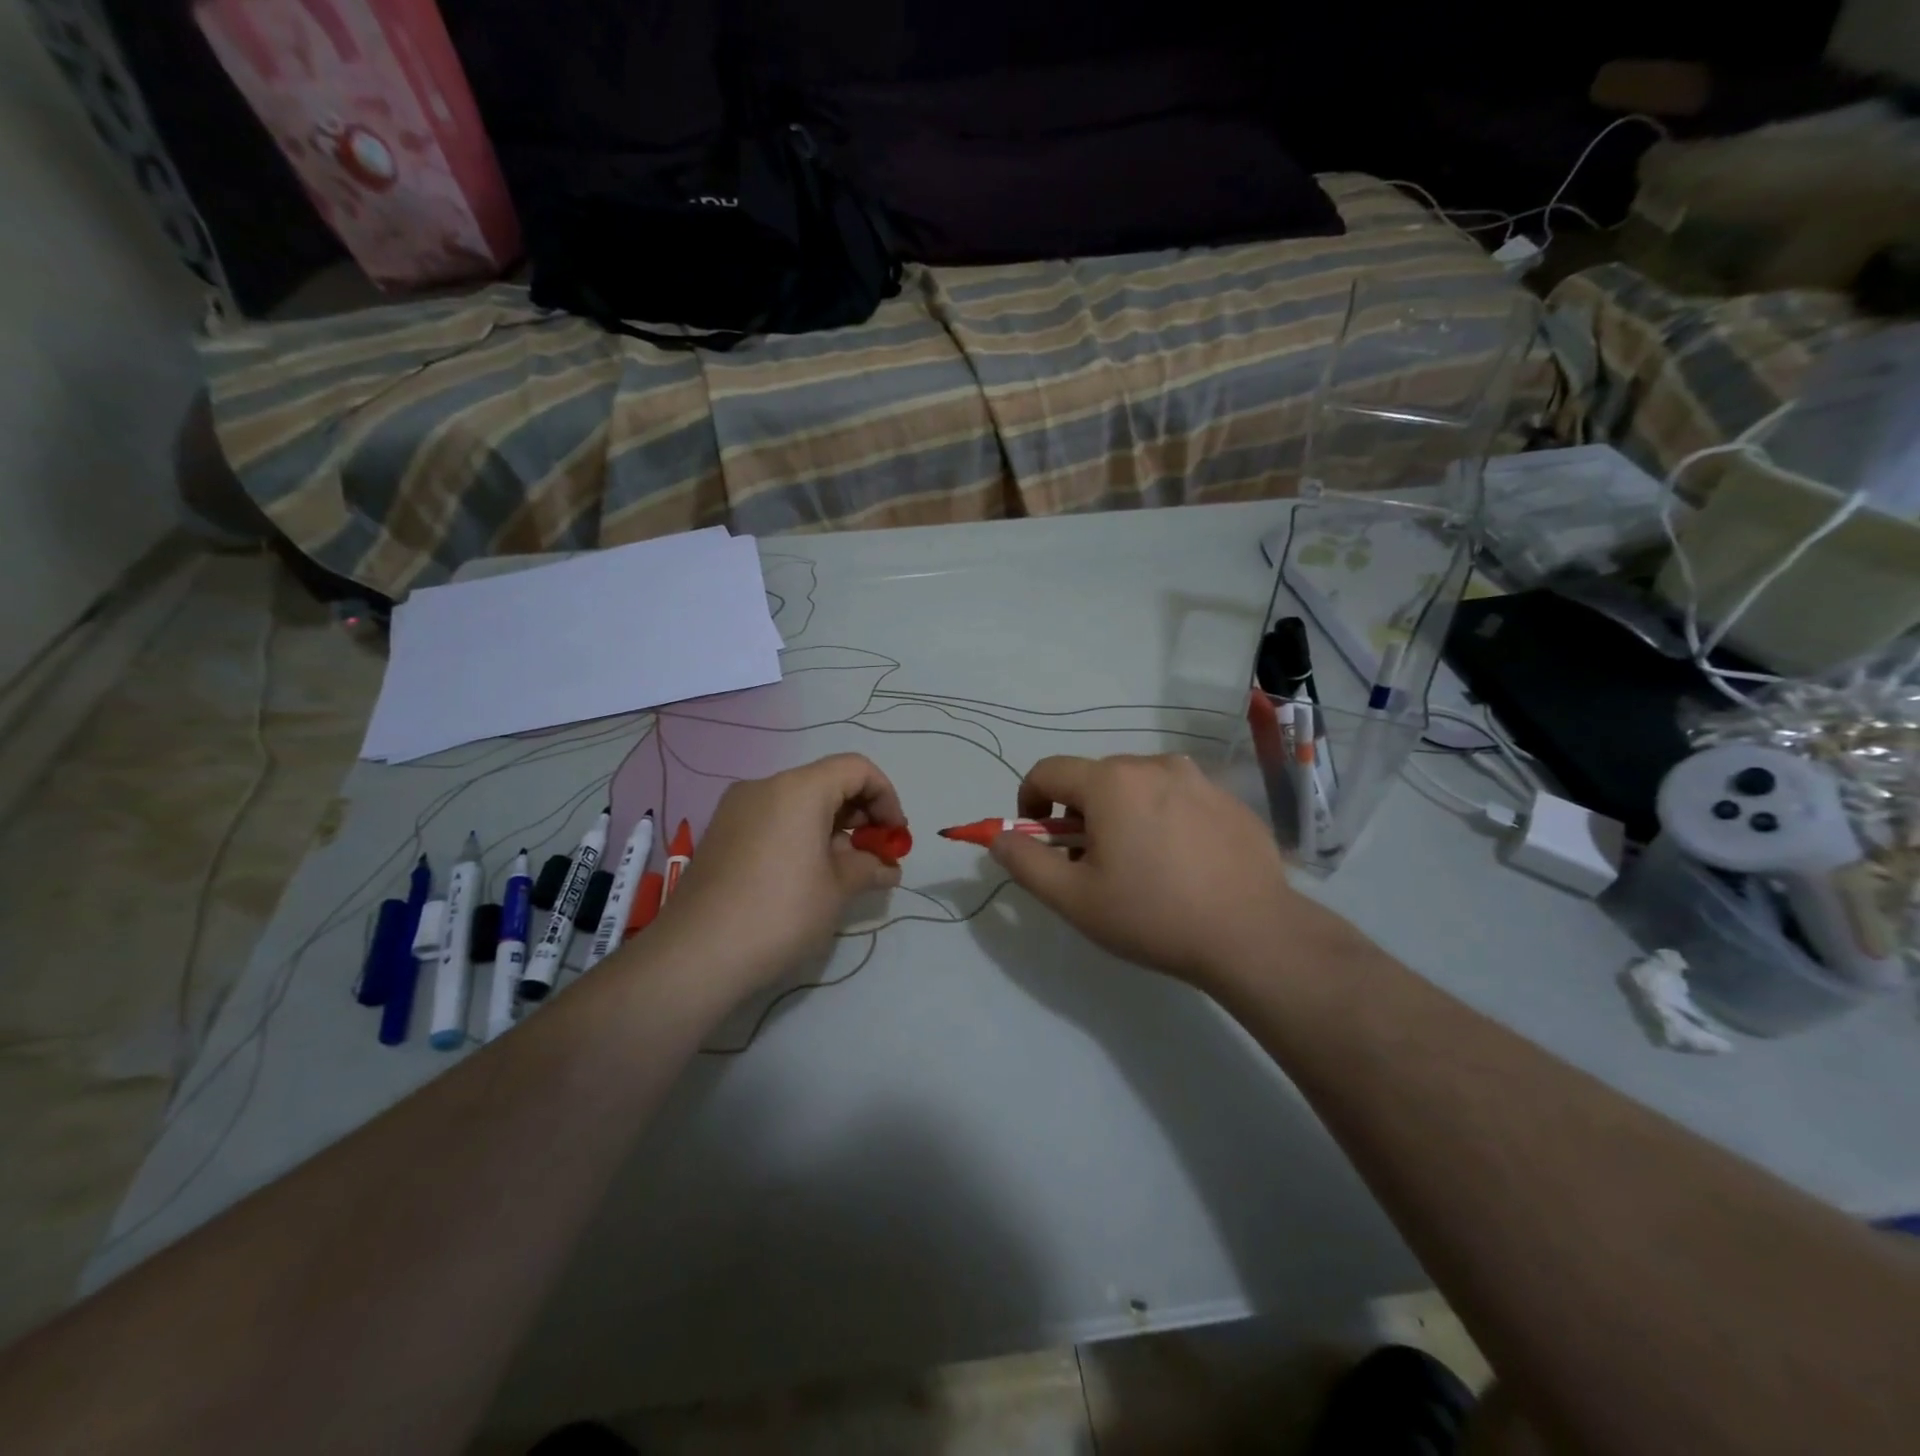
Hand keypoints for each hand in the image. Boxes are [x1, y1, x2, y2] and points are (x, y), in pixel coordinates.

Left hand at [651, 754, 905, 995]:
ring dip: (832, 827)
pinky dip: (802, 834)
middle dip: (860, 814)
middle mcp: (765, 786)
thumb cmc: (780, 913)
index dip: (886, 796)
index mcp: (798, 789)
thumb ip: (869, 867)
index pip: (856, 769)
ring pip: (799, 802)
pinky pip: (774, 819)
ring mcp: (737, 809)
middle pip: (826, 782)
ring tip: (848, 870)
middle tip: (877, 854)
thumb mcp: (837, 890)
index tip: (895, 835)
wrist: (696, 954)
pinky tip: (810, 874)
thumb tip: (888, 867)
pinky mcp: (721, 833)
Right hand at [990, 754, 1347, 990]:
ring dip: (1122, 813)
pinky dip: (1163, 818)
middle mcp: (1153, 765)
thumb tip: (998, 837)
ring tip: (1140, 864)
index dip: (1029, 801)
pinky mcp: (1229, 799)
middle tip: (1090, 863)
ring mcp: (1198, 779)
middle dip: (1079, 813)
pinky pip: (1178, 797)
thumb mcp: (1073, 899)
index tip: (1038, 837)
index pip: (1047, 771)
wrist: (1253, 935)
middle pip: (1094, 778)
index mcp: (1110, 782)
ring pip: (1138, 785)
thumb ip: (1024, 862)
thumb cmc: (1153, 915)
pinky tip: (1181, 864)